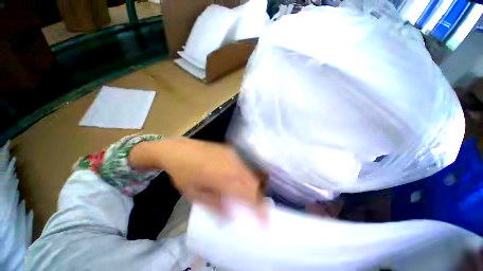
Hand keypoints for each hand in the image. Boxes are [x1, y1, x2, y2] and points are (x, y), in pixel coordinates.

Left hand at [130, 138, 263, 214]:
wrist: (178, 150)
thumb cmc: (183, 174)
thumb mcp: (194, 194)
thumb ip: (214, 205)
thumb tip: (230, 215)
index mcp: (223, 178)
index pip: (247, 194)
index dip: (258, 207)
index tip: (264, 219)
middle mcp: (232, 164)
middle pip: (253, 182)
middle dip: (258, 196)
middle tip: (257, 208)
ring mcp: (232, 155)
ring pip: (249, 173)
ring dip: (252, 186)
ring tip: (248, 196)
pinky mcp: (230, 150)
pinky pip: (243, 165)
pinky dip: (245, 176)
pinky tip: (238, 180)